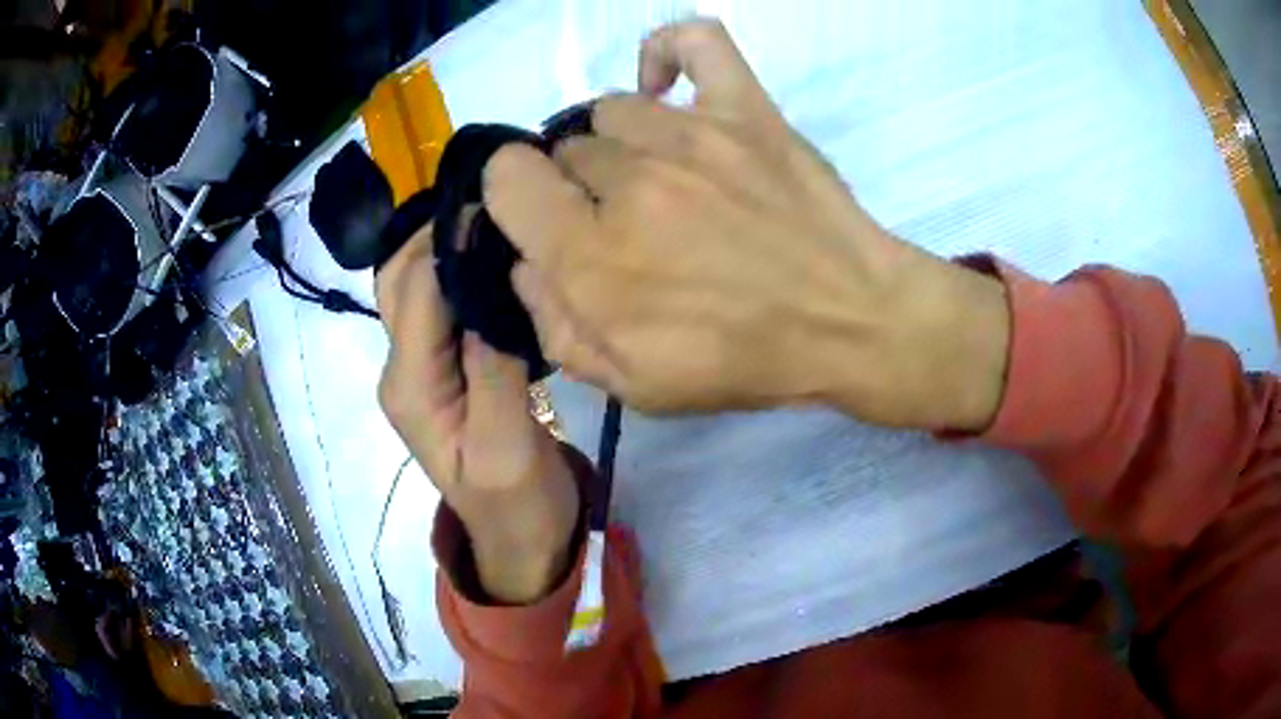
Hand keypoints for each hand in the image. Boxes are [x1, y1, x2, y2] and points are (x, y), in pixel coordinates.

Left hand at [376, 224, 578, 603]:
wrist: (519, 538)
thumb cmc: (517, 503)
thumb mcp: (508, 448)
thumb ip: (493, 371)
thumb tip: (490, 293)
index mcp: (411, 387)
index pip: (417, 293)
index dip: (448, 242)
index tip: (492, 201)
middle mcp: (402, 370)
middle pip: (401, 281)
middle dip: (437, 233)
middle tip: (494, 201)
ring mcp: (419, 369)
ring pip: (413, 289)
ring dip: (442, 248)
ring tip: (492, 219)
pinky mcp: (441, 370)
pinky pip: (438, 307)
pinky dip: (457, 272)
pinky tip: (493, 259)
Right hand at [483, 18, 1009, 429]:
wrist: (850, 322)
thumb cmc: (744, 360)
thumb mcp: (633, 385)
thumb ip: (556, 326)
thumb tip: (524, 263)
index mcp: (593, 256)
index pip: (506, 178)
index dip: (514, 198)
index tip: (544, 222)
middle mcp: (630, 181)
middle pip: (563, 149)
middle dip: (578, 188)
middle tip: (622, 220)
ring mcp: (692, 134)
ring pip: (612, 109)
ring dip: (620, 143)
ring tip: (656, 173)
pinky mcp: (746, 109)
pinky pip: (694, 40)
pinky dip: (668, 52)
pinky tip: (666, 88)